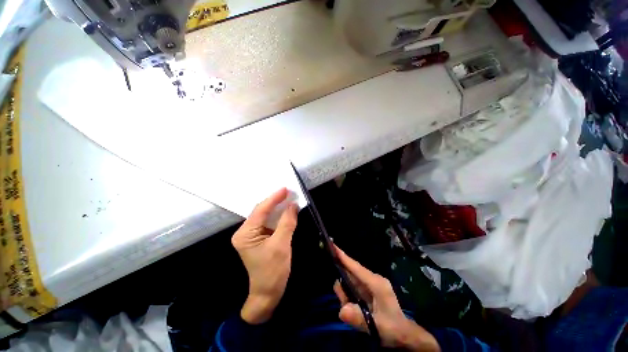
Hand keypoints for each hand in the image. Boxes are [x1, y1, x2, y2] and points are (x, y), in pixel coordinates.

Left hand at [232, 188, 297, 323]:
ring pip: (265, 216)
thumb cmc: (273, 271)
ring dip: (277, 208)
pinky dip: (278, 216)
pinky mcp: (259, 238)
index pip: (261, 210)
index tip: (285, 188)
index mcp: (245, 234)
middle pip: (261, 211)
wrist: (268, 294)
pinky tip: (285, 210)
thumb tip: (293, 205)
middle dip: (275, 201)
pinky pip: (269, 223)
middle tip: (288, 192)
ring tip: (288, 198)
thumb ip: (287, 222)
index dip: (274, 198)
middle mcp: (245, 232)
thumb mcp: (281, 245)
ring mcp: (251, 235)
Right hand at [333, 245, 439, 350]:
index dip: (344, 257)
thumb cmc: (393, 328)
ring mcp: (370, 284)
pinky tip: (354, 308)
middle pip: (350, 274)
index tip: (333, 246)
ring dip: (346, 295)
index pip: (356, 267)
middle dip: (343, 286)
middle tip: (344, 301)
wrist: (404, 335)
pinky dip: (349, 297)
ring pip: (350, 282)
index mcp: (376, 283)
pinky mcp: (368, 290)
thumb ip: (359, 318)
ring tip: (353, 311)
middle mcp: (372, 279)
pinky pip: (353, 288)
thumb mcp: (377, 326)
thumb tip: (341, 310)